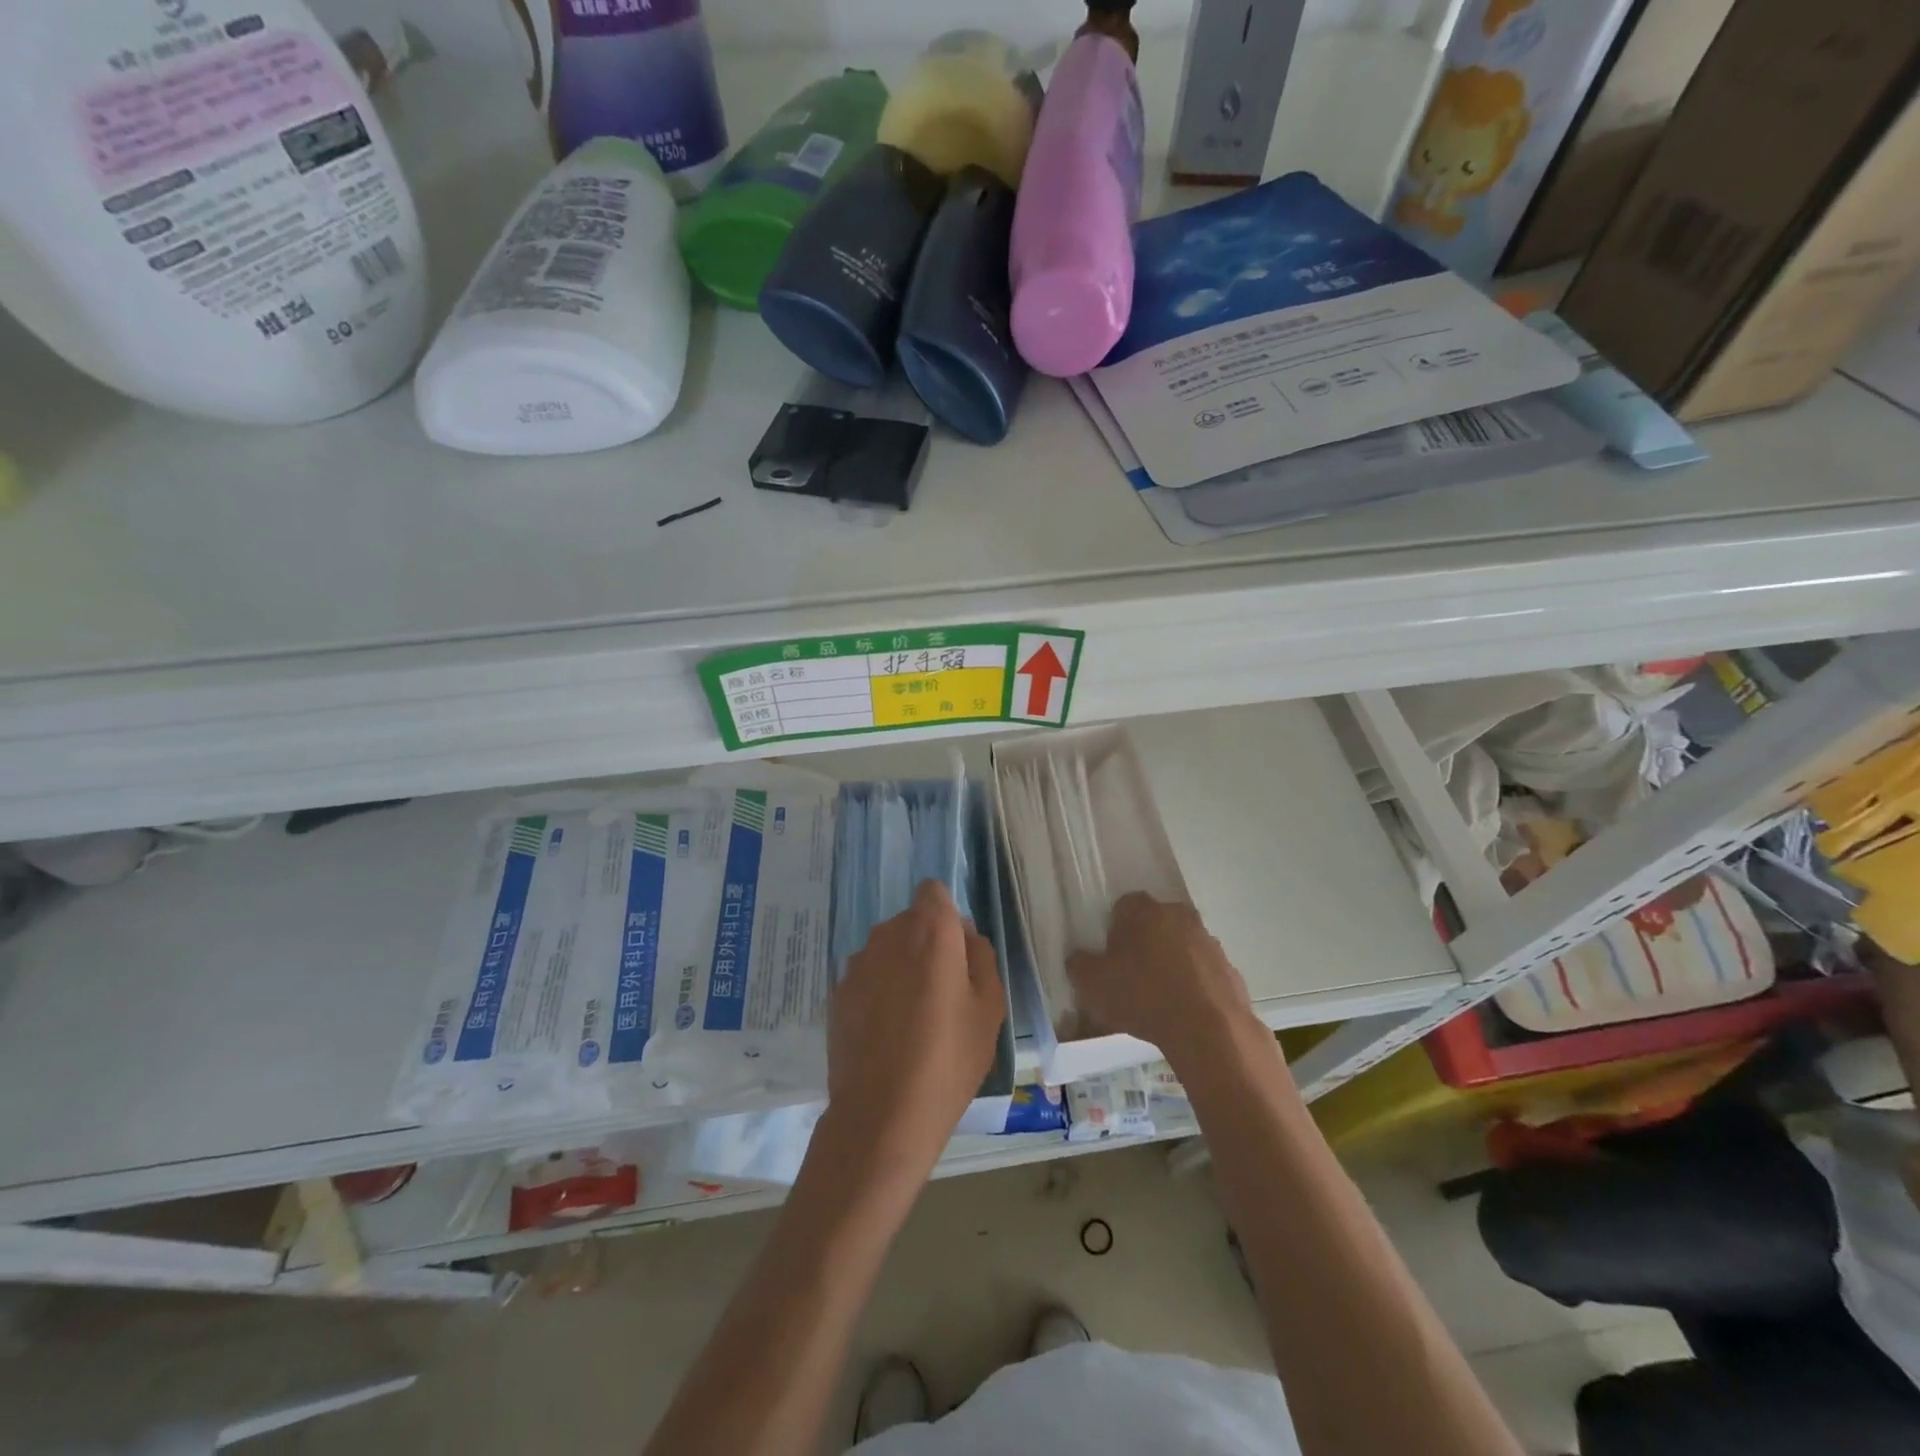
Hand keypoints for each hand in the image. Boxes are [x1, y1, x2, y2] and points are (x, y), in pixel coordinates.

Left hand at [824, 880, 1005, 1182]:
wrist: (882, 1114)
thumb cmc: (948, 1059)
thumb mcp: (989, 1009)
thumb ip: (981, 957)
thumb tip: (965, 935)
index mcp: (931, 931)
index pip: (934, 892)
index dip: (946, 915)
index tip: (955, 951)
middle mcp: (889, 934)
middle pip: (910, 921)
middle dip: (926, 943)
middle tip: (942, 992)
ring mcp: (858, 962)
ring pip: (887, 949)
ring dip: (900, 967)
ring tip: (912, 1018)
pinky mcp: (837, 991)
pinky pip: (867, 976)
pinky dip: (878, 991)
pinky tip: (886, 1033)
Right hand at [1068, 892, 1254, 1065]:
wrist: (1209, 1030)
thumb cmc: (1143, 996)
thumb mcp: (1092, 984)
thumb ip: (1079, 965)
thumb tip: (1079, 958)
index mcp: (1144, 911)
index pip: (1124, 906)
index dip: (1115, 929)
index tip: (1110, 955)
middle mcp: (1179, 916)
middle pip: (1156, 923)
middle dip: (1145, 943)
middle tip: (1132, 976)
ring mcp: (1209, 942)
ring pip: (1182, 947)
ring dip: (1172, 964)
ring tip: (1159, 1000)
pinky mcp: (1229, 970)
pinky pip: (1204, 973)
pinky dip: (1194, 986)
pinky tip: (1184, 1012)